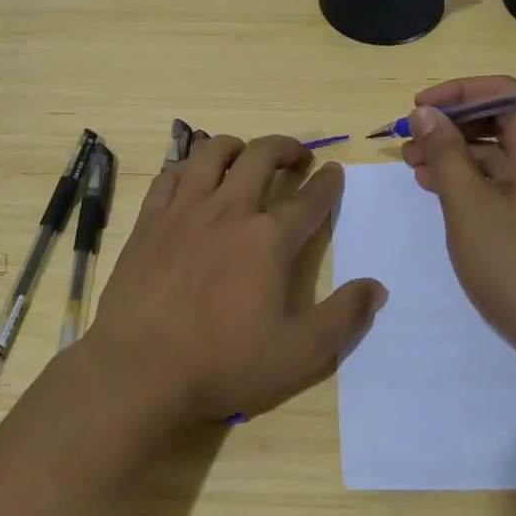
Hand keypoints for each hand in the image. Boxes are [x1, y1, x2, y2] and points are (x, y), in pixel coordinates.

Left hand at [83, 135, 386, 426]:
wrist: (140, 369)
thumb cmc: (223, 363)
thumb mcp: (299, 353)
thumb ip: (343, 317)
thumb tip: (376, 287)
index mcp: (269, 239)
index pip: (310, 199)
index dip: (327, 182)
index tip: (334, 172)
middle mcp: (229, 210)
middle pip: (261, 156)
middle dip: (286, 148)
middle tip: (297, 158)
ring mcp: (185, 210)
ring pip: (212, 152)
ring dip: (236, 146)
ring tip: (245, 156)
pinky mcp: (150, 220)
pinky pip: (171, 175)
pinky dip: (189, 167)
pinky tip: (192, 179)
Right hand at [400, 76, 515, 375]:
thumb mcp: (469, 205)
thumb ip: (445, 153)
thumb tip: (425, 112)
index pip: (502, 92)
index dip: (457, 93)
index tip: (418, 108)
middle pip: (499, 121)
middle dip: (450, 126)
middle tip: (407, 143)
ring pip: (499, 155)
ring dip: (455, 155)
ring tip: (413, 168)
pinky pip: (505, 184)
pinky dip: (471, 182)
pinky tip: (440, 193)